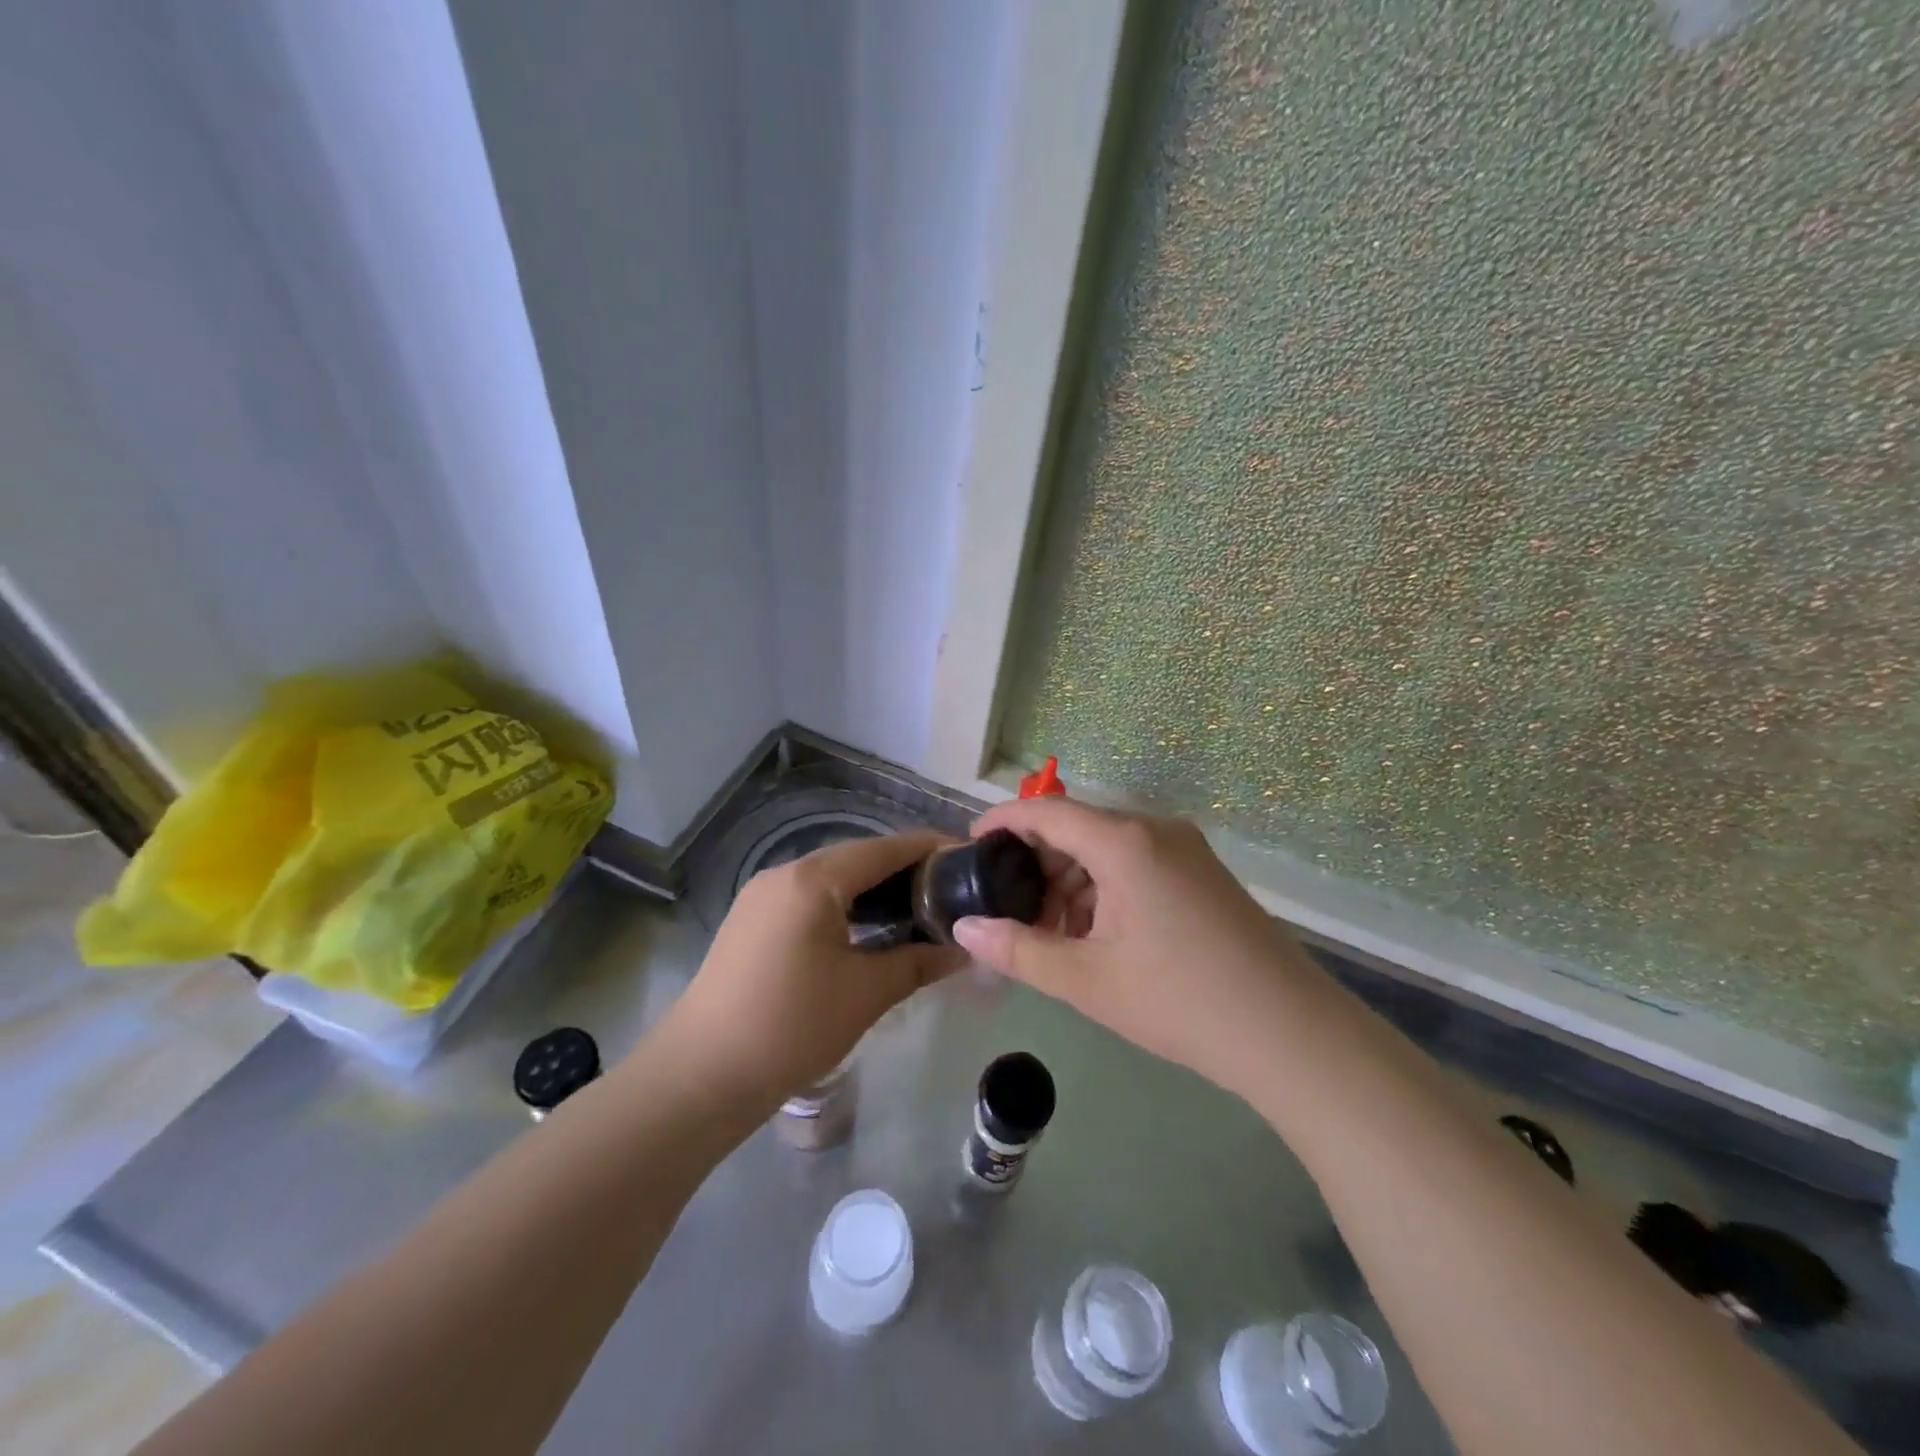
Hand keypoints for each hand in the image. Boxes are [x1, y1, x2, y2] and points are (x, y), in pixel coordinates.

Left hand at [654, 831, 964, 1111]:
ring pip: (832, 878)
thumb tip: (965, 950)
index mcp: (813, 880)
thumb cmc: (790, 1027)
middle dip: (905, 869)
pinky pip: (810, 897)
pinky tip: (869, 928)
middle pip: (858, 857)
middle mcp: (785, 873)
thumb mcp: (865, 993)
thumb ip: (919, 962)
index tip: (968, 859)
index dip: (930, 849)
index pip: (885, 848)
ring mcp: (763, 896)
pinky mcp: (752, 920)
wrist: (700, 1075)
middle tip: (950, 890)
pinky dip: (845, 904)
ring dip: (874, 888)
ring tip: (917, 908)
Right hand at [951, 799, 1329, 1099]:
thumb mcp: (1086, 980)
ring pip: (1107, 848)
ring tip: (1050, 933)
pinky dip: (1104, 888)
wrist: (1290, 1034)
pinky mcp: (1203, 872)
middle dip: (1037, 862)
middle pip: (1077, 827)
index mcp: (1124, 842)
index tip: (970, 846)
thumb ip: (1018, 949)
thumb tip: (964, 929)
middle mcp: (1155, 829)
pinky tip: (1095, 934)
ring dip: (1071, 881)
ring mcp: (1185, 849)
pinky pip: (1137, 863)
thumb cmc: (1179, 1001)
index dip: (1002, 821)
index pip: (1046, 811)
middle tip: (1008, 907)